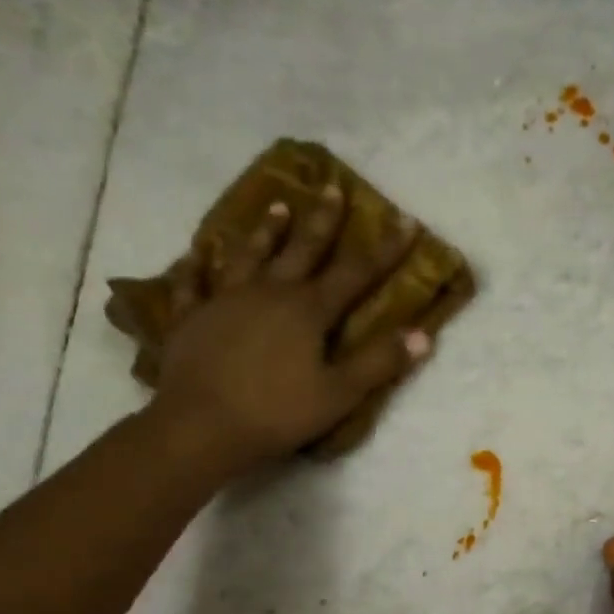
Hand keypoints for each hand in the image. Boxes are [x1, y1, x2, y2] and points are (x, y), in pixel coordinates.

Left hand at [150, 184, 427, 473]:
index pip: (355, 273)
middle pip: (301, 250)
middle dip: (321, 220)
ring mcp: (224, 301)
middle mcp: (268, 293)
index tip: (405, 220)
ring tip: (277, 206)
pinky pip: (191, 286)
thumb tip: (423, 335)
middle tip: (331, 187)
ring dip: (265, 232)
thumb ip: (379, 362)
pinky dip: (193, 269)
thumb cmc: (277, 412)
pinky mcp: (190, 319)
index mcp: (308, 310)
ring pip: (248, 257)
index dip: (385, 249)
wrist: (200, 427)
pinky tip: (194, 255)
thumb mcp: (339, 394)